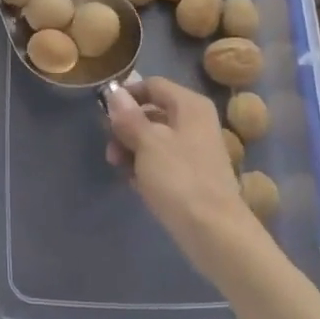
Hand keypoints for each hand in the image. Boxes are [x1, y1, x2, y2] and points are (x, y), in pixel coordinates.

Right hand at [105, 77, 257, 264]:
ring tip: (119, 169)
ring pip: (156, 140)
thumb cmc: (179, 179)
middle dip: (127, 129)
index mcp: (190, 106)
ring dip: (133, 150)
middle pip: (153, 113)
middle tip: (110, 150)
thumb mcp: (147, 143)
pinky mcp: (195, 176)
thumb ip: (129, 117)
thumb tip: (114, 93)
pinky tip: (136, 184)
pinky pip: (165, 162)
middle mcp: (196, 122)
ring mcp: (197, 150)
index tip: (104, 113)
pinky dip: (148, 168)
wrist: (215, 233)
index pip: (153, 85)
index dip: (127, 95)